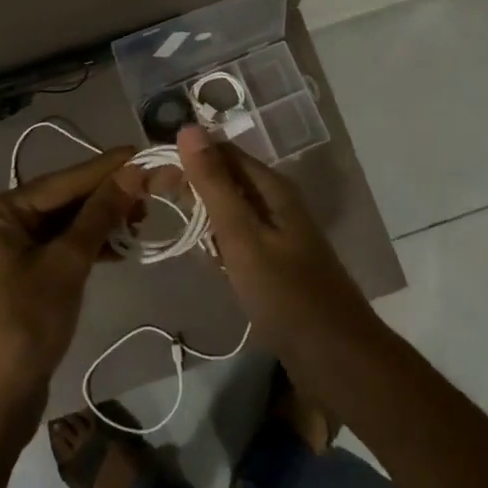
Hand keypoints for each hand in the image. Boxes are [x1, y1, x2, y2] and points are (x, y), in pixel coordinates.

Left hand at [0, 147, 145, 434]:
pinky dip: (87, 248)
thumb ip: (100, 214)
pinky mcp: (18, 279)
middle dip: (107, 197)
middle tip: (153, 190)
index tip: (144, 151)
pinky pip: (58, 250)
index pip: (62, 180)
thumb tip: (135, 170)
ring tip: (142, 219)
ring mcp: (6, 253)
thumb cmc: (22, 326)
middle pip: (62, 200)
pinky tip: (119, 248)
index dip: (107, 168)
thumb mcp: (66, 265)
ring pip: (63, 226)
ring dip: (101, 223)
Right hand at [176, 126, 379, 373]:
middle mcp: (277, 202)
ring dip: (203, 215)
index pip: (222, 152)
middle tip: (152, 200)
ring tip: (169, 225)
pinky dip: (219, 242)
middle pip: (227, 179)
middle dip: (191, 186)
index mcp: (273, 188)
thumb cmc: (286, 294)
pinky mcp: (278, 263)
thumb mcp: (242, 236)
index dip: (186, 157)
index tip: (150, 174)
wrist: (337, 359)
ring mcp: (280, 234)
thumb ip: (214, 184)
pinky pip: (240, 239)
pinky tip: (204, 258)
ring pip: (232, 211)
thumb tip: (188, 128)